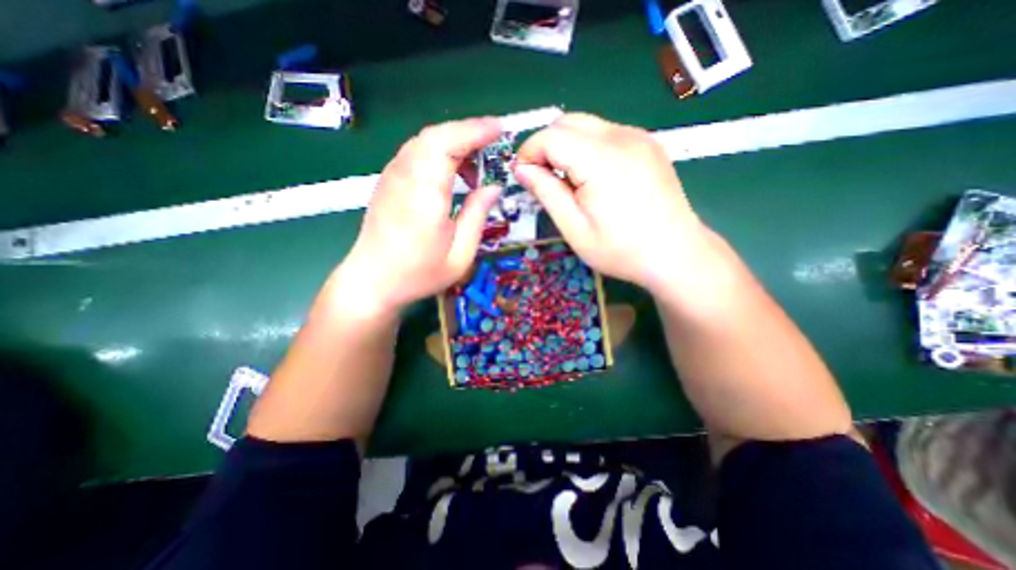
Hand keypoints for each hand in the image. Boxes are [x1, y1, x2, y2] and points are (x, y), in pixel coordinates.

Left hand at [334, 115, 503, 312]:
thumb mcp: (460, 255)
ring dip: (453, 144)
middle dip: (468, 133)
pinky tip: (451, 174)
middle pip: (435, 135)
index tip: (499, 130)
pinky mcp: (388, 181)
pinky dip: (438, 153)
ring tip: (475, 167)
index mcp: (425, 194)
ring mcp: (392, 176)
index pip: (447, 143)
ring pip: (424, 141)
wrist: (371, 281)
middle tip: (493, 147)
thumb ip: (477, 216)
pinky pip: (416, 153)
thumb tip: (494, 187)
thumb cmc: (418, 274)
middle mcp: (405, 176)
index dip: (475, 131)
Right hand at [511, 114, 708, 295]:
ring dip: (567, 146)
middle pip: (568, 122)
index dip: (529, 152)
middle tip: (543, 178)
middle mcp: (622, 137)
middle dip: (546, 145)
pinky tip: (593, 177)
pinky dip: (588, 148)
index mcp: (601, 161)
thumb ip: (547, 193)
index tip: (523, 175)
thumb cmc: (621, 250)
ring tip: (568, 181)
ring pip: (587, 125)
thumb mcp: (575, 228)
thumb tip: (522, 169)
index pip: (551, 136)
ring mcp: (639, 137)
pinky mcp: (648, 143)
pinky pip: (606, 133)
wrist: (675, 253)